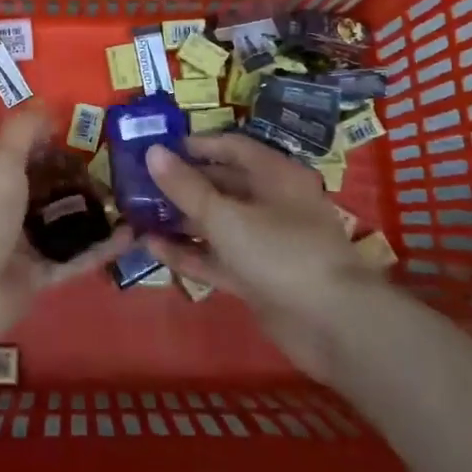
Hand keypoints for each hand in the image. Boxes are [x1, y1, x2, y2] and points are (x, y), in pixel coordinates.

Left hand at [0, 111, 132, 357]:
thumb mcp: (0, 159)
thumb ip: (25, 129)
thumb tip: (48, 102)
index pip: (30, 149)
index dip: (58, 138)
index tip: (98, 130)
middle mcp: (8, 205)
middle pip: (51, 185)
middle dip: (83, 175)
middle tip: (126, 166)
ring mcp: (23, 243)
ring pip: (66, 222)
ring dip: (96, 211)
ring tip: (135, 198)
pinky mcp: (38, 276)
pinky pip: (76, 258)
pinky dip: (102, 248)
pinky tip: (133, 235)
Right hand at [145, 133, 375, 378]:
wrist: (333, 326)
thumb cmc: (281, 253)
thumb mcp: (226, 216)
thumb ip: (186, 187)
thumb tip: (152, 152)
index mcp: (275, 175)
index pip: (232, 147)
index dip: (196, 146)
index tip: (158, 148)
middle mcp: (272, 203)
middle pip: (222, 185)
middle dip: (182, 184)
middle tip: (139, 183)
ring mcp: (265, 242)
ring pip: (217, 223)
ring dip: (181, 220)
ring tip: (137, 215)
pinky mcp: (258, 276)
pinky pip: (218, 257)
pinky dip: (190, 252)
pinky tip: (152, 247)